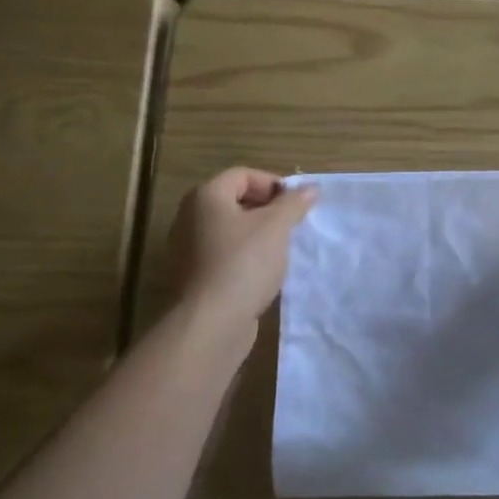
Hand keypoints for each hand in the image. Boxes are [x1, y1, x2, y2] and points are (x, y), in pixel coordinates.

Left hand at [168, 168, 316, 328]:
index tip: (296, 204)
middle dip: (267, 210)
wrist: (211, 323)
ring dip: (257, 236)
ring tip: (282, 250)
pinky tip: (263, 274)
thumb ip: (294, 203)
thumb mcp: (277, 227)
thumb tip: (310, 189)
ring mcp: (187, 249)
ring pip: (229, 231)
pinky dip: (244, 258)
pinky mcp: (192, 278)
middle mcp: (189, 217)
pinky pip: (223, 256)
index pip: (242, 175)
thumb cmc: (243, 263)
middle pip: (234, 201)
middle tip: (292, 225)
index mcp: (205, 196)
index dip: (273, 184)